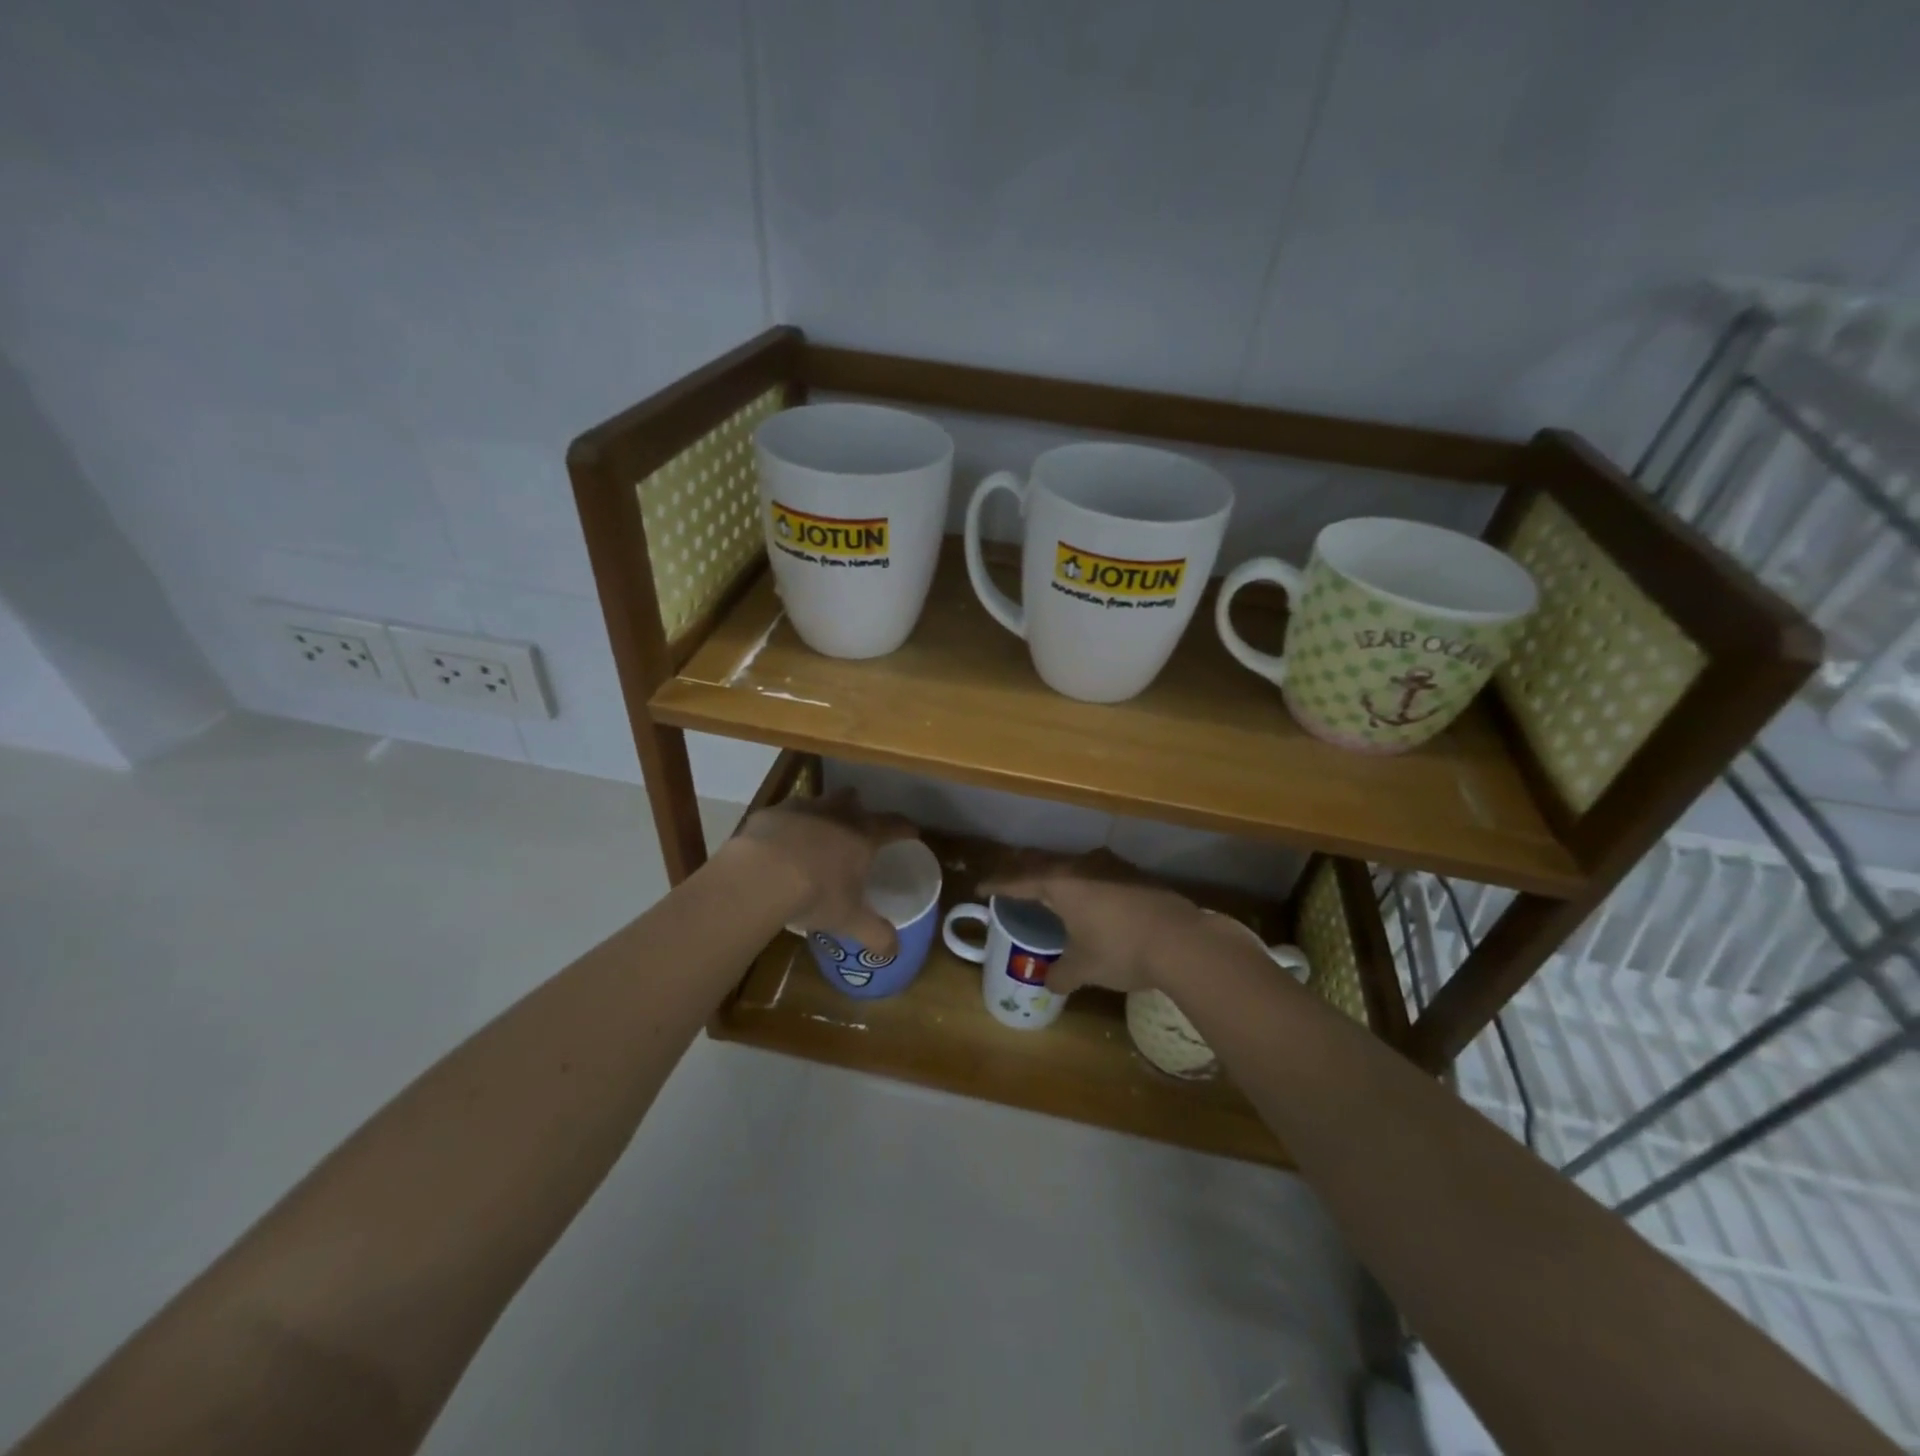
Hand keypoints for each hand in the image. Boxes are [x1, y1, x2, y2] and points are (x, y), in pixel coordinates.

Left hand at [733, 788, 916, 956]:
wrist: (760, 875)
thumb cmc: (815, 894)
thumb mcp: (849, 920)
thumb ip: (875, 933)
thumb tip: (895, 951)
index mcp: (862, 835)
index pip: (894, 824)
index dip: (905, 828)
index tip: (912, 832)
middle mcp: (836, 813)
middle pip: (854, 800)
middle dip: (857, 810)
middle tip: (854, 829)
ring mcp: (801, 808)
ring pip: (818, 802)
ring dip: (821, 815)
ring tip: (814, 838)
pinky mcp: (770, 813)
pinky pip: (784, 814)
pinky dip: (786, 826)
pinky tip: (778, 846)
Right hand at [982, 852, 1214, 994]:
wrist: (1183, 941)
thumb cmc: (1121, 950)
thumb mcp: (1084, 968)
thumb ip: (1061, 974)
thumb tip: (1049, 982)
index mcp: (1060, 882)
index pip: (1018, 880)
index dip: (998, 885)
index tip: (981, 887)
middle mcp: (1082, 865)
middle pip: (1043, 862)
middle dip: (1023, 869)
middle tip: (1008, 878)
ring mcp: (1111, 866)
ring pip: (1071, 864)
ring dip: (1054, 874)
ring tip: (1046, 886)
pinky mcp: (1133, 874)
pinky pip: (1095, 872)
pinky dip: (1081, 882)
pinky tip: (1087, 896)